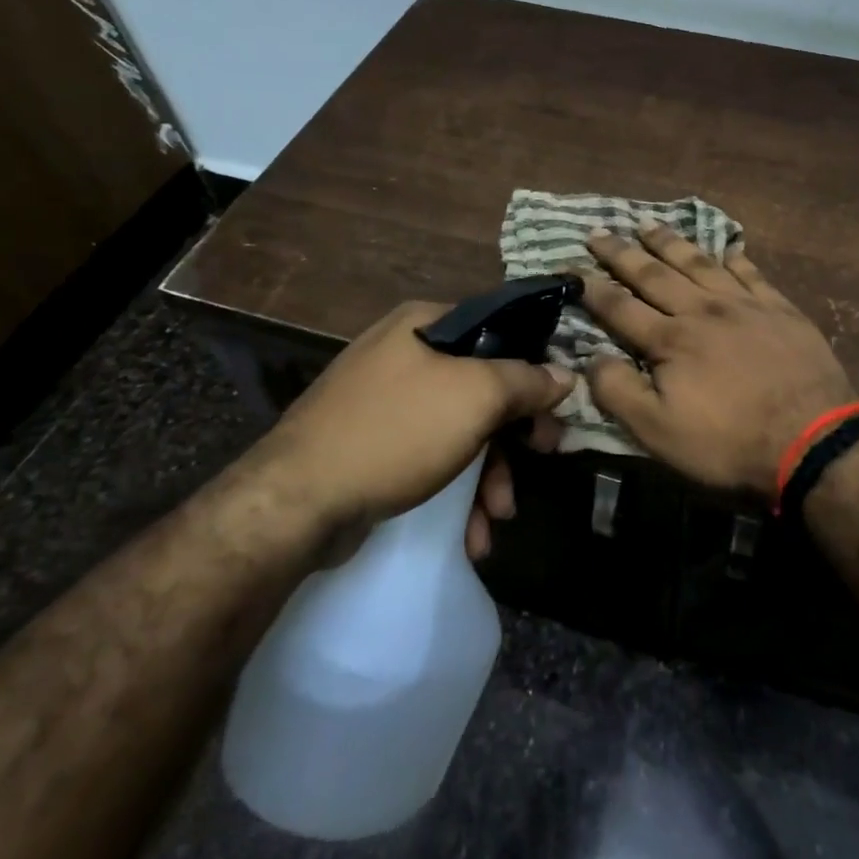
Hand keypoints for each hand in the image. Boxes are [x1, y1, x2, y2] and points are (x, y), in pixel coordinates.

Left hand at [258, 302, 572, 546]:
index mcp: (423, 324)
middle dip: (513, 436)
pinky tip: (469, 533)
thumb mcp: (476, 397)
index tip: (555, 406)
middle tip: (543, 458)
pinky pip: (428, 457)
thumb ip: (526, 381)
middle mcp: (402, 354)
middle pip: (482, 386)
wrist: (294, 503)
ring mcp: (382, 401)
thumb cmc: (397, 432)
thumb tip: (564, 375)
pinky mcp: (370, 445)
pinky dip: (454, 490)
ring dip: (488, 475)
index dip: (534, 367)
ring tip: (497, 517)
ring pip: (458, 429)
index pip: (498, 331)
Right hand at [580, 225, 858, 496]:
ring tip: (648, 225)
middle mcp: (702, 310)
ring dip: (670, 243)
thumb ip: (618, 391)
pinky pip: (750, 273)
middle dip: (623, 253)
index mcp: (670, 339)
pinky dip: (734, 258)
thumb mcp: (658, 432)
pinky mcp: (779, 309)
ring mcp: (744, 305)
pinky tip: (726, 247)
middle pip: (655, 274)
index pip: (621, 307)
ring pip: (699, 263)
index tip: (571, 268)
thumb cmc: (729, 441)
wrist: (812, 438)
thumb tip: (589, 357)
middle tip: (600, 232)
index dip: (593, 288)